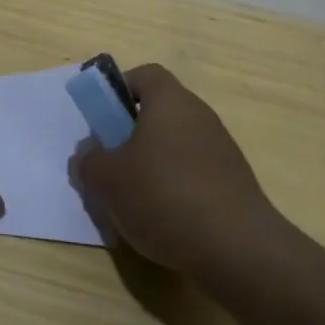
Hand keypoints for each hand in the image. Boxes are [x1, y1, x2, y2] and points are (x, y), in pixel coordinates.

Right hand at [73, 64, 282, 277]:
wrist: (237, 248)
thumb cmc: (164, 196)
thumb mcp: (108, 180)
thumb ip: (89, 161)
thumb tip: (88, 154)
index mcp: (170, 101)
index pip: (144, 75)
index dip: (119, 90)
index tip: (102, 120)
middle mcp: (200, 116)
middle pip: (159, 112)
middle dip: (131, 135)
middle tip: (110, 164)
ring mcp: (222, 149)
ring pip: (175, 146)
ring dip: (152, 165)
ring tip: (132, 201)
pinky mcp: (234, 183)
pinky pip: (194, 173)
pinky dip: (175, 189)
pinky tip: (163, 221)